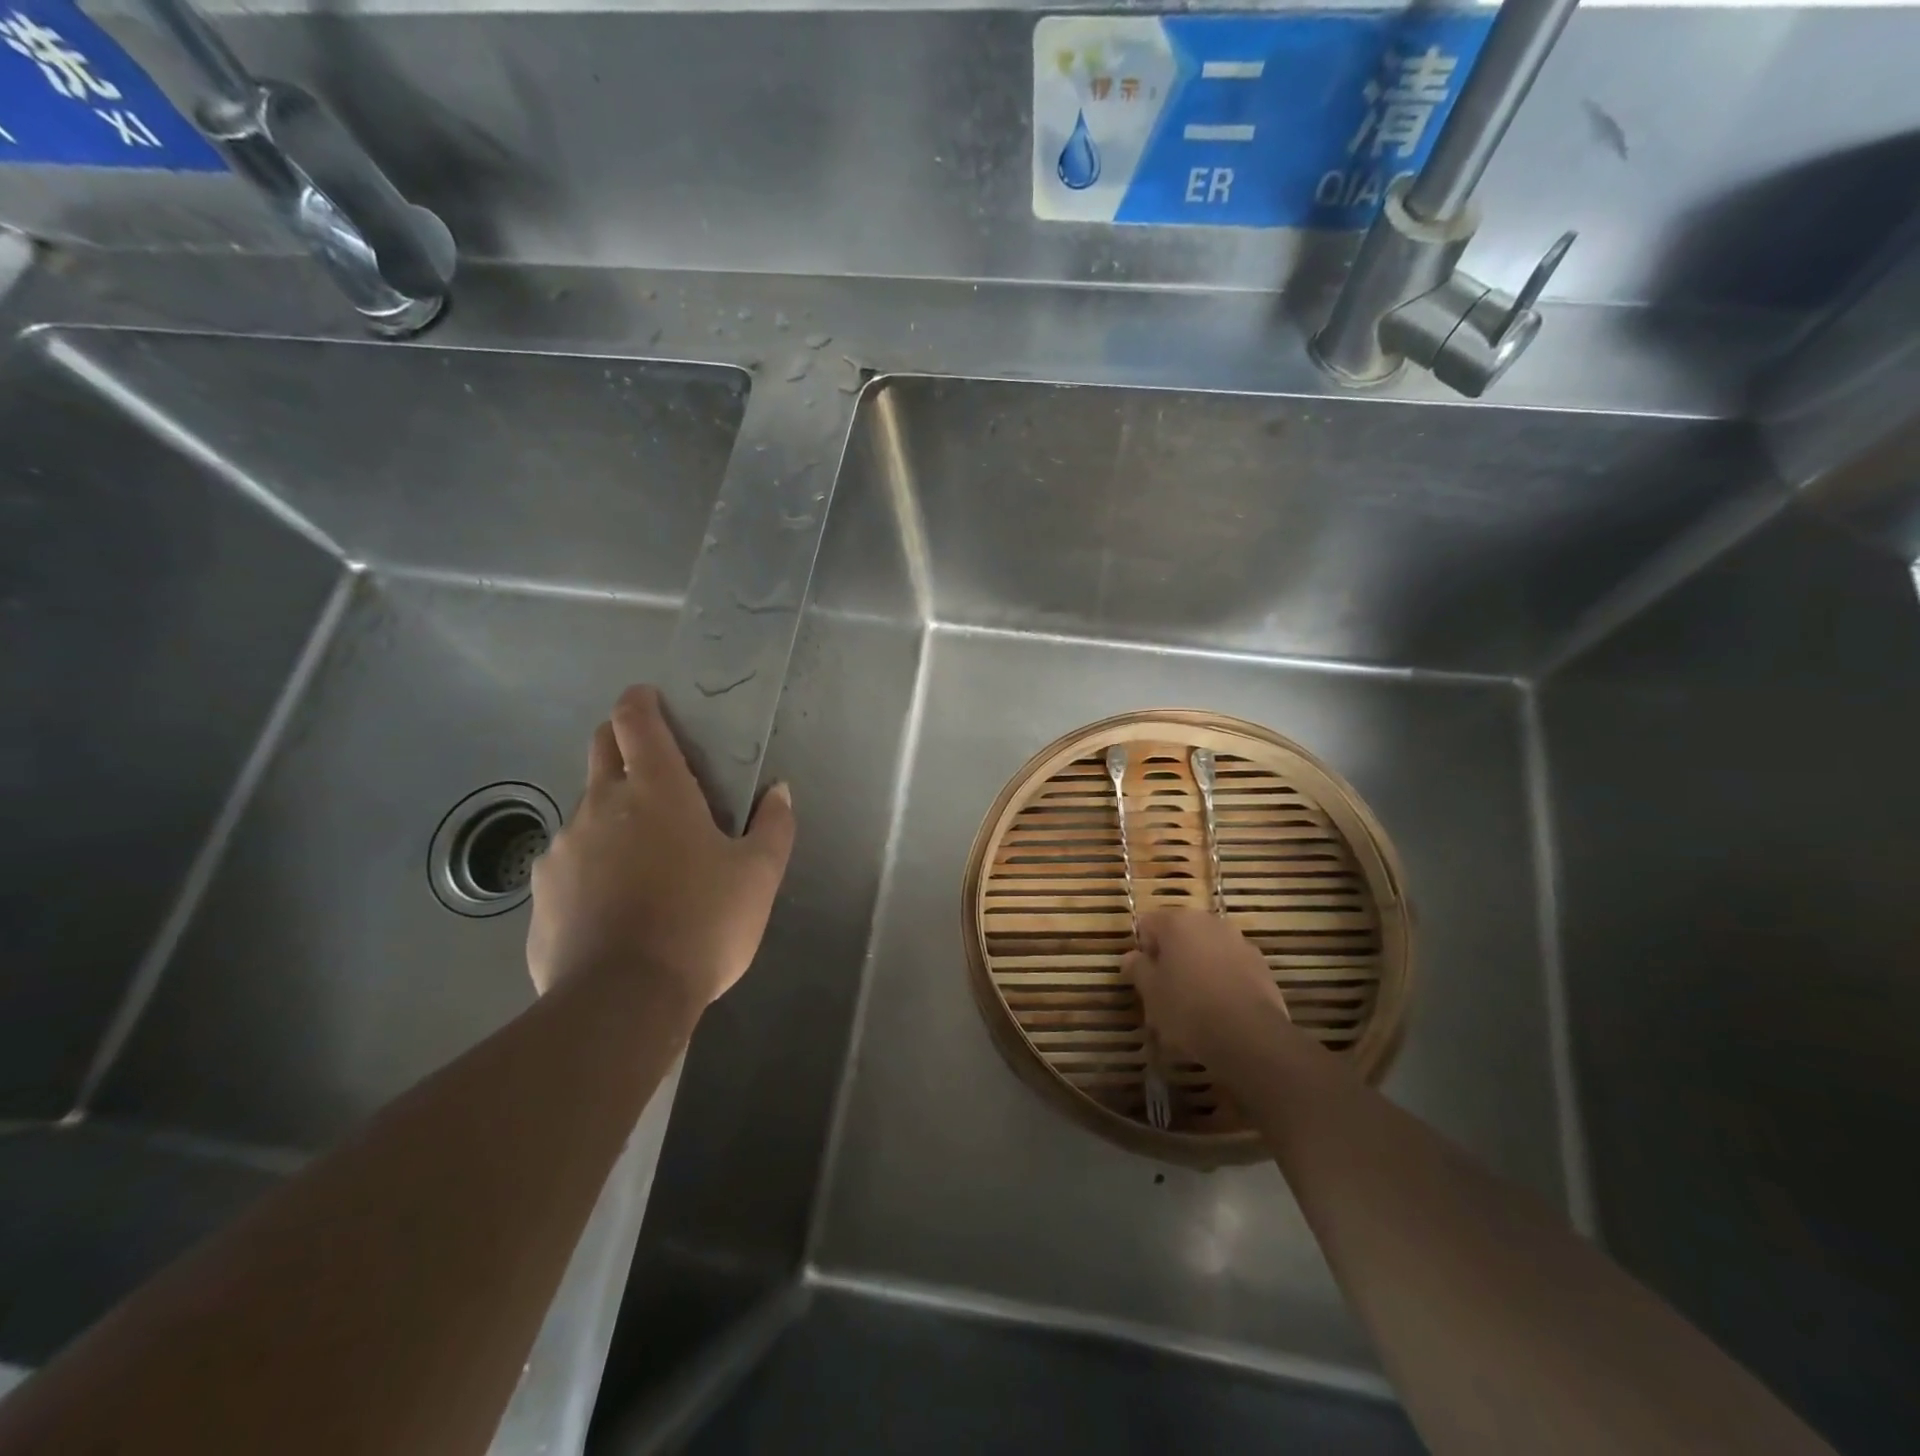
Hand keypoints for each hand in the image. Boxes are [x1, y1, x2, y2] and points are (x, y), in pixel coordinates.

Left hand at [526, 685, 795, 1010]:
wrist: (622, 1002)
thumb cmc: (702, 924)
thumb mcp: (758, 876)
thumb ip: (774, 825)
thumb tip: (779, 790)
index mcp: (656, 790)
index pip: (635, 721)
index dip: (640, 701)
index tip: (650, 699)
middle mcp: (600, 805)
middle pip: (601, 750)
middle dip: (621, 740)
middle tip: (652, 765)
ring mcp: (563, 848)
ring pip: (587, 810)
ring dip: (612, 814)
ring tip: (643, 857)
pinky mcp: (541, 893)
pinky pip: (569, 862)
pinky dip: (591, 865)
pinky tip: (614, 904)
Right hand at [1123, 909, 1288, 1063]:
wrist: (1249, 1036)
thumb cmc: (1188, 1008)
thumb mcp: (1150, 992)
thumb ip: (1137, 968)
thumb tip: (1132, 957)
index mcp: (1177, 921)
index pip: (1147, 925)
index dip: (1143, 950)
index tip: (1145, 978)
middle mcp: (1209, 922)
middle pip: (1180, 935)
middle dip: (1172, 957)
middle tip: (1166, 991)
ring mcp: (1239, 941)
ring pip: (1207, 950)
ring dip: (1198, 967)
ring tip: (1195, 1004)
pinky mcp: (1261, 965)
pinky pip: (1231, 967)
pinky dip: (1222, 980)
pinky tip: (1220, 1009)